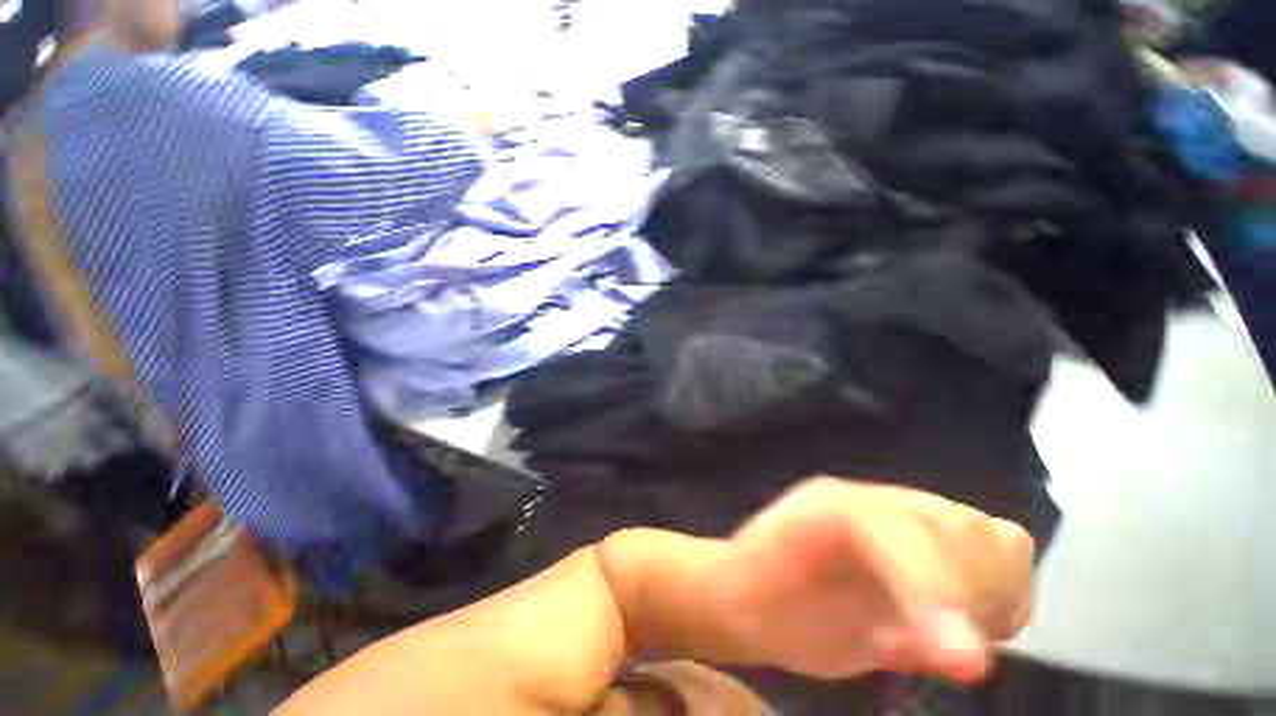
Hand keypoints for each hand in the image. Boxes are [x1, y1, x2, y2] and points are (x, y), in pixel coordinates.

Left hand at [701, 478, 1033, 682]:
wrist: (750, 589)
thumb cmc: (760, 605)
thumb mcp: (804, 620)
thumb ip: (876, 637)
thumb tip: (972, 659)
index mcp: (824, 508)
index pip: (899, 528)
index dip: (937, 588)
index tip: (968, 662)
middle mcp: (868, 500)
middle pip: (961, 528)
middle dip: (969, 597)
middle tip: (937, 646)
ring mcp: (896, 512)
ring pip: (987, 534)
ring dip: (990, 595)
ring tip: (944, 631)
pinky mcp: (920, 535)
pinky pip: (994, 548)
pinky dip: (1000, 592)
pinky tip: (957, 620)